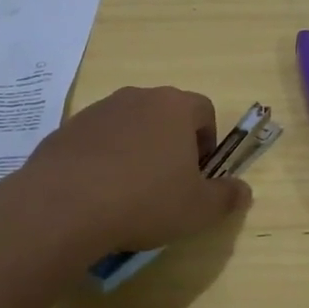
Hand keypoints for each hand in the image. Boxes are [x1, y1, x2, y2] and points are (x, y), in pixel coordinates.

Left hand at [27, 86, 250, 254]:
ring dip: (135, 150)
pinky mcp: (66, 129)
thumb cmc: (144, 201)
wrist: (64, 206)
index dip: (208, 142)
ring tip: (128, 192)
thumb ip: (226, 197)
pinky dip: (102, 159)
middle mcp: (137, 98)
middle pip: (165, 115)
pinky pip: (96, 140)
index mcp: (174, 107)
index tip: (199, 174)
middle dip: (171, 144)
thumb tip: (244, 190)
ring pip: (129, 126)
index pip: (204, 111)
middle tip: (167, 184)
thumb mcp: (198, 209)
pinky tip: (97, 193)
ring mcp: (98, 110)